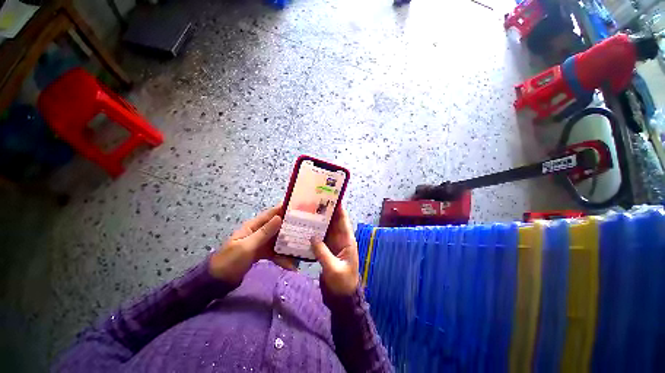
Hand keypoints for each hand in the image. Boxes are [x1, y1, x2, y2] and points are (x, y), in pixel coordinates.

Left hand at [209, 205, 295, 284]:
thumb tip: (279, 217)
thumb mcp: (247, 246)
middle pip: (278, 226)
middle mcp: (259, 232)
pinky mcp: (262, 253)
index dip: (284, 209)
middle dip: (290, 227)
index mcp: (253, 226)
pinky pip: (275, 253)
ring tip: (302, 248)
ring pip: (278, 240)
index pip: (271, 214)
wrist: (218, 281)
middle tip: (306, 227)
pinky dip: (282, 258)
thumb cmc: (230, 260)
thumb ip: (264, 232)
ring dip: (288, 244)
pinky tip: (291, 265)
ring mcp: (261, 243)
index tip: (299, 208)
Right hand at [311, 206, 359, 295]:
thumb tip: (312, 237)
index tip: (330, 197)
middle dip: (326, 211)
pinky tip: (305, 226)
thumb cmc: (342, 283)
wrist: (342, 296)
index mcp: (347, 240)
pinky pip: (321, 236)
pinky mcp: (327, 248)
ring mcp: (333, 243)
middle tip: (314, 201)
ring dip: (319, 220)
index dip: (338, 208)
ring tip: (308, 210)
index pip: (343, 220)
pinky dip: (315, 231)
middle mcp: (341, 238)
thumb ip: (323, 253)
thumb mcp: (333, 269)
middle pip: (334, 221)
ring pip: (326, 227)